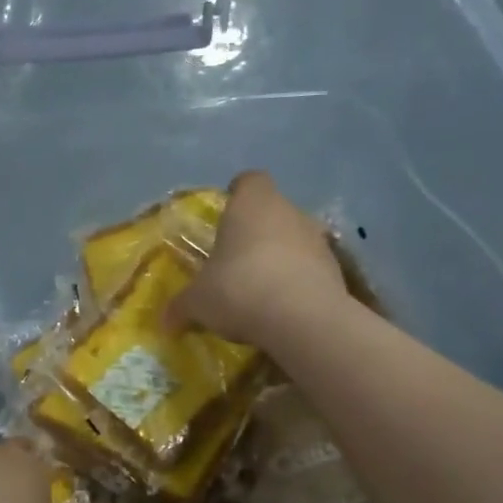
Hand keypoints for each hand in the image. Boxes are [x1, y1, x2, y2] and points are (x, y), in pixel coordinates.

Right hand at [166, 171, 348, 346]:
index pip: (248, 182)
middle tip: (234, 259)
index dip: (237, 194)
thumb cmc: (240, 290)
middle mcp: (288, 211)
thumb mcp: (198, 302)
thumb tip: (165, 321)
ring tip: (259, 287)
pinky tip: (282, 307)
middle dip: (255, 231)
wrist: (304, 319)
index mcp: (251, 204)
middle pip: (271, 211)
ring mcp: (318, 239)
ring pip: (294, 238)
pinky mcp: (336, 269)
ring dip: (279, 256)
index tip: (225, 214)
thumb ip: (181, 306)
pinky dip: (297, 281)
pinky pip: (310, 268)